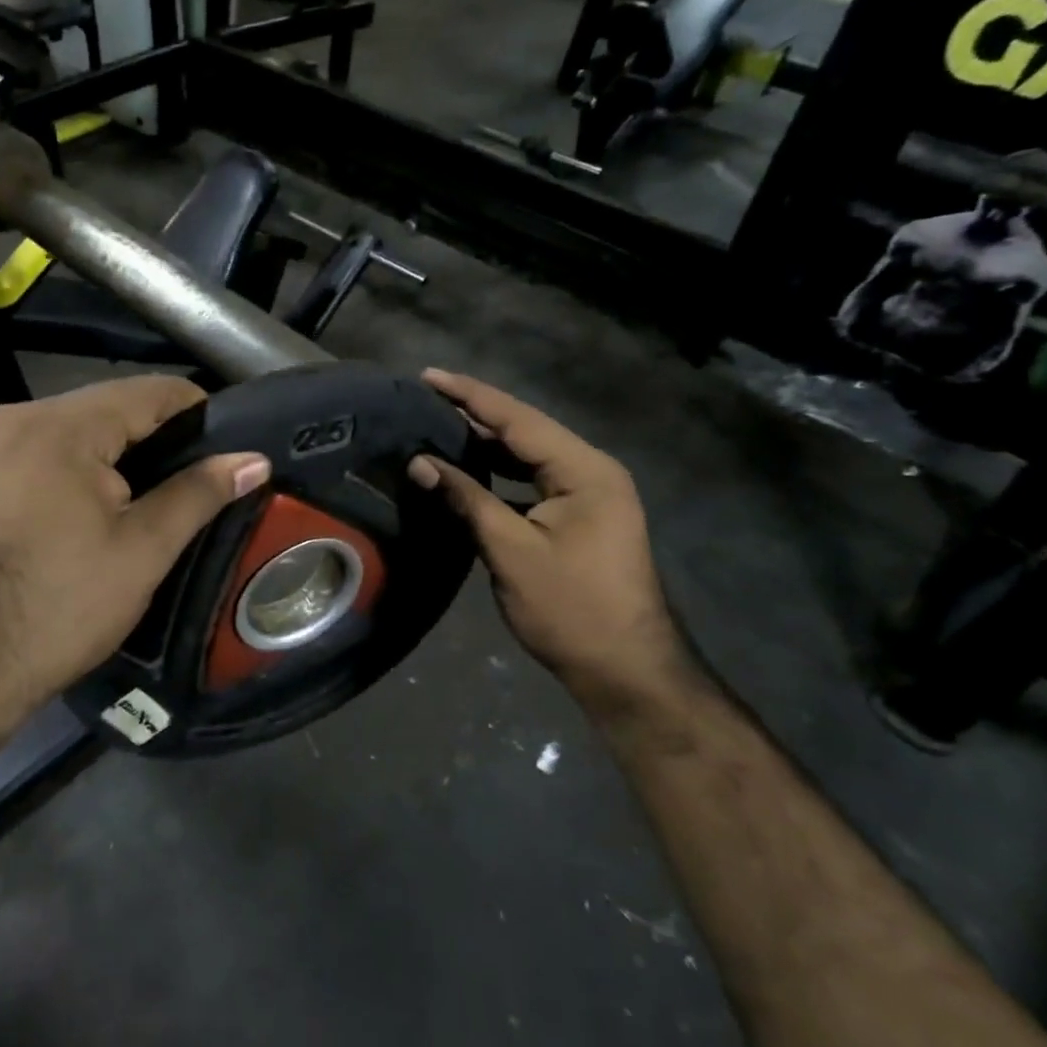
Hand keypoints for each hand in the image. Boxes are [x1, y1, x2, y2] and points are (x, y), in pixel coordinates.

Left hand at [0, 376, 270, 736]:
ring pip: (58, 432)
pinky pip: (22, 455)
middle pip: (98, 408)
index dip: (193, 409)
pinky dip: (56, 470)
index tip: (222, 438)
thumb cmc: (60, 609)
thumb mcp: (142, 551)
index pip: (144, 392)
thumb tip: (254, 460)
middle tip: (182, 477)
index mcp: (54, 428)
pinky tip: (70, 511)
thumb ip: (198, 493)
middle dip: (145, 436)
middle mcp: (4, 419)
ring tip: (132, 496)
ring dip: (99, 454)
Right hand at [407, 370, 689, 722]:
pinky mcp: (581, 517)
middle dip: (475, 415)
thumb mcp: (511, 551)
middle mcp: (592, 471)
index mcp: (584, 470)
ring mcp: (590, 495)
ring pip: (529, 456)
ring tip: (437, 427)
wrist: (627, 671)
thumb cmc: (570, 609)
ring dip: (486, 444)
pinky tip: (468, 471)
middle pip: (525, 432)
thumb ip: (466, 500)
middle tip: (424, 399)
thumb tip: (420, 463)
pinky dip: (500, 474)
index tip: (428, 376)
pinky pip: (534, 481)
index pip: (518, 419)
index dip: (470, 396)